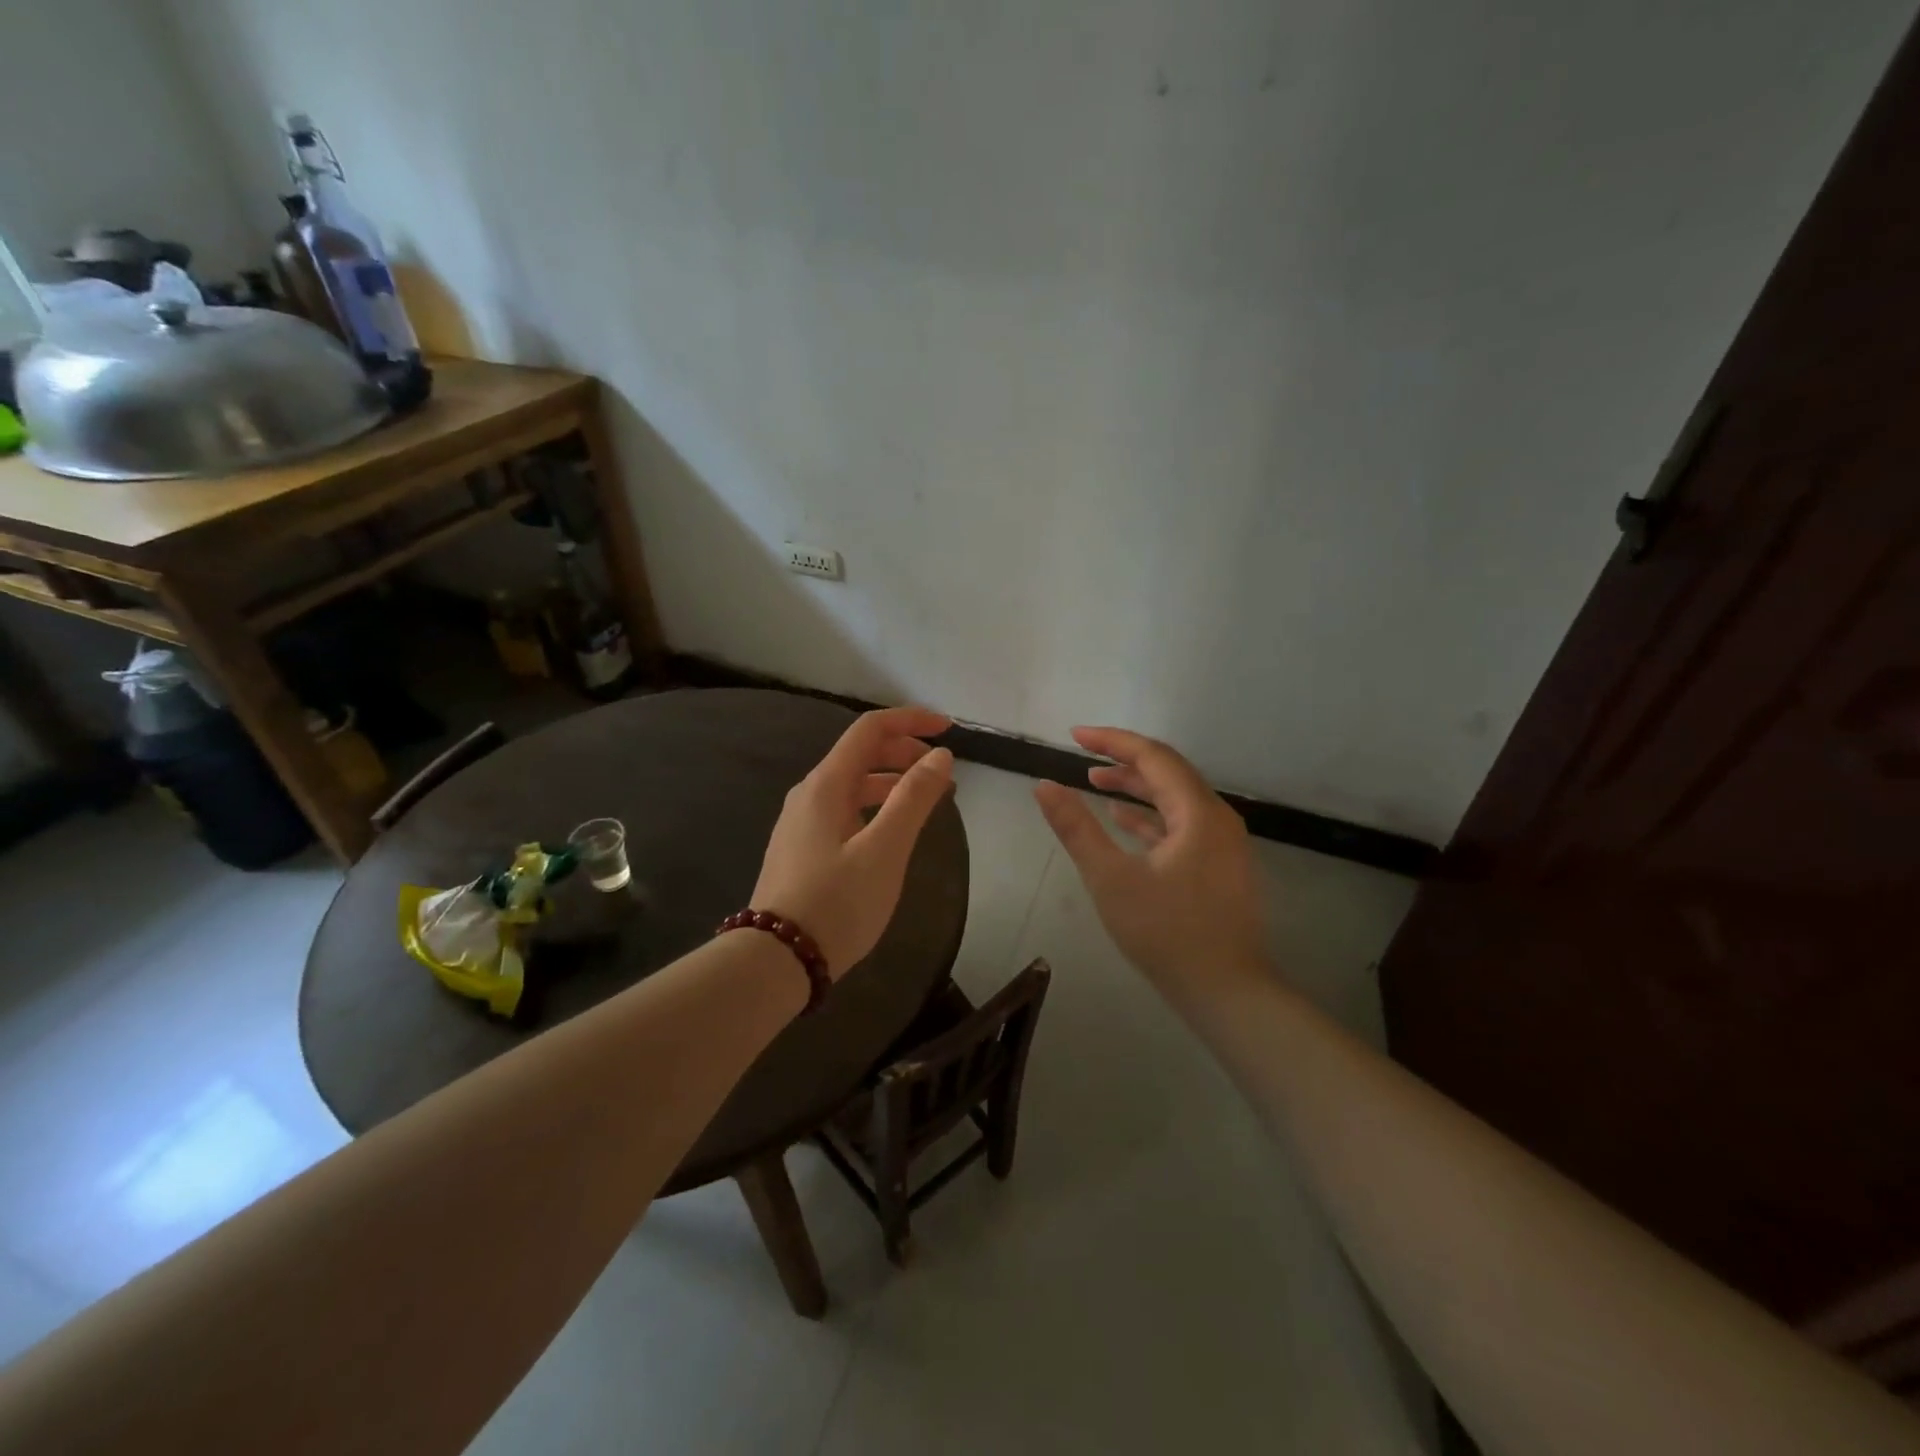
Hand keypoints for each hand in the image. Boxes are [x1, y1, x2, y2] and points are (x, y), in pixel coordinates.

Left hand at [751, 706, 954, 976]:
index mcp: (826, 784)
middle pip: (860, 753)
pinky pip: (844, 809)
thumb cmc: (837, 902)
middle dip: (904, 752)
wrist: (776, 961)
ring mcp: (801, 822)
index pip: (870, 729)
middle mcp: (809, 794)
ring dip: (892, 781)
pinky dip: (875, 806)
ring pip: (853, 784)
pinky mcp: (802, 848)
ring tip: (926, 800)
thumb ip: (913, 798)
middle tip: (942, 772)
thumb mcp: (885, 850)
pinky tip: (891, 831)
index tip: (949, 730)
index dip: (911, 721)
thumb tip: (940, 755)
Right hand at [1033, 727, 1269, 1004]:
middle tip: (1082, 755)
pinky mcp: (1219, 866)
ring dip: (1136, 787)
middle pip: (1169, 772)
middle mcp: (1217, 818)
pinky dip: (1151, 816)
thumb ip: (1077, 828)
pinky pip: (1182, 825)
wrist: (1226, 992)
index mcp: (1198, 813)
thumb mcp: (1111, 879)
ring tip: (1095, 781)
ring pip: (1175, 799)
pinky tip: (1122, 819)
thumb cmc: (1167, 933)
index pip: (1153, 757)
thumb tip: (1044, 785)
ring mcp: (1222, 844)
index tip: (1074, 735)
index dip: (1112, 741)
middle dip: (1124, 759)